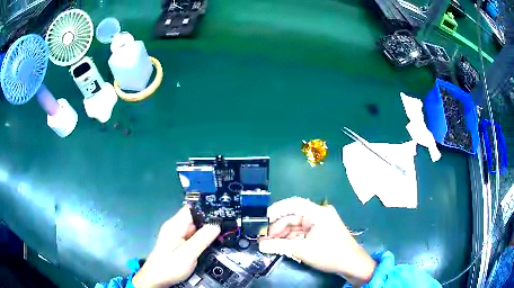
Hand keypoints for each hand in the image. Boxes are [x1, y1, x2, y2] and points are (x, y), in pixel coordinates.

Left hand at [133, 206, 220, 287]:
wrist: (156, 279)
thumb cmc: (169, 267)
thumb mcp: (187, 255)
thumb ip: (201, 240)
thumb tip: (216, 225)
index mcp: (175, 226)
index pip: (192, 209)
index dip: (206, 210)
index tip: (222, 215)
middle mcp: (175, 227)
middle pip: (195, 218)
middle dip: (209, 223)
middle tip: (227, 229)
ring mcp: (176, 235)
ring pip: (195, 228)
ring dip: (207, 232)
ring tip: (223, 237)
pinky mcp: (179, 243)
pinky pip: (193, 237)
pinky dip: (202, 239)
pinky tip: (211, 245)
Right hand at [258, 197, 375, 285]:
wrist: (351, 264)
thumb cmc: (330, 254)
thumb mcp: (302, 250)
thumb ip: (279, 246)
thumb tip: (260, 245)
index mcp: (317, 212)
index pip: (293, 204)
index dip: (276, 210)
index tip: (262, 220)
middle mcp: (319, 214)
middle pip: (293, 217)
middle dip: (278, 228)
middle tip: (264, 238)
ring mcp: (320, 223)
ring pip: (296, 225)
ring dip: (283, 234)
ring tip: (270, 244)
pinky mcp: (321, 231)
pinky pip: (302, 232)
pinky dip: (292, 238)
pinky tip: (282, 245)